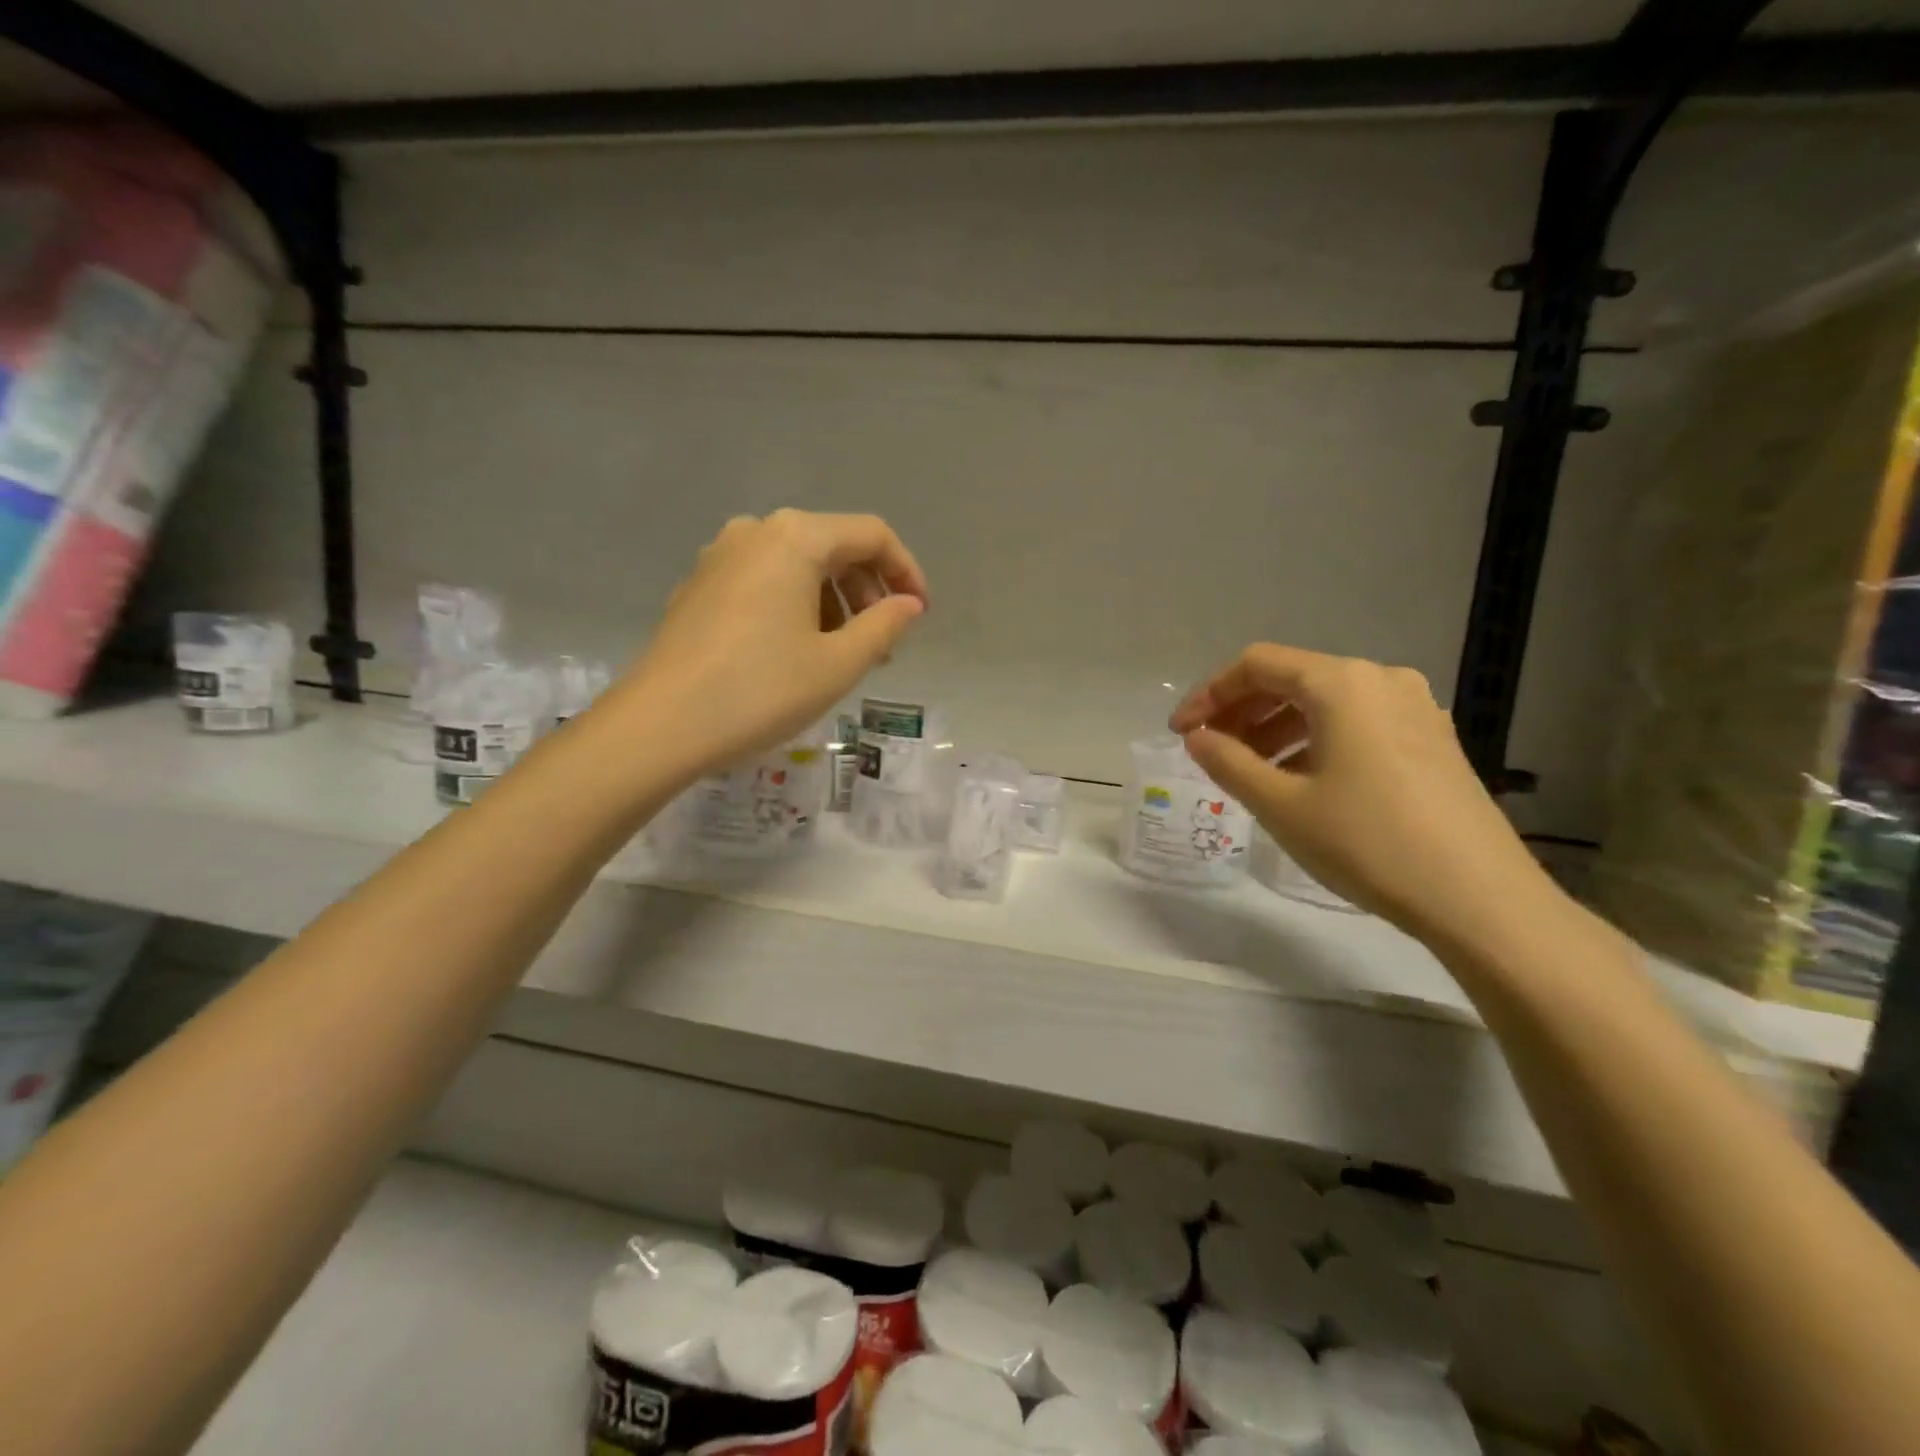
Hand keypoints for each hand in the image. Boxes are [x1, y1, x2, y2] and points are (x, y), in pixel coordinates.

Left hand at [611, 510, 926, 777]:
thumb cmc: (761, 690)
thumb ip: (885, 626)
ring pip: (798, 565)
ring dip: (833, 602)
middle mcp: (756, 531)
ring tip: (842, 654)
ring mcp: (720, 556)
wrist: (659, 725)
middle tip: (883, 644)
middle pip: (833, 546)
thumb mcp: (839, 663)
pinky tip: (796, 651)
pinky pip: (765, 582)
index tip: (920, 615)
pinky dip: (796, 606)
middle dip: (868, 591)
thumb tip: (909, 604)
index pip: (872, 535)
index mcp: (796, 538)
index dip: (906, 571)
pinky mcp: (699, 586)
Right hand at [1170, 644, 1557, 953]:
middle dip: (1241, 711)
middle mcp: (1381, 680)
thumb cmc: (1368, 843)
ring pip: (1325, 703)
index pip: (1256, 664)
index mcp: (1342, 683)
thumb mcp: (1281, 804)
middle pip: (1292, 678)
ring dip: (1276, 729)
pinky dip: (1315, 741)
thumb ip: (1227, 762)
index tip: (1181, 733)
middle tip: (1209, 751)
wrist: (1480, 899)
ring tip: (1249, 772)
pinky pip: (1356, 723)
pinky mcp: (1432, 740)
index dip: (1209, 694)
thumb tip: (1197, 738)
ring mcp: (1414, 708)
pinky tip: (1301, 781)